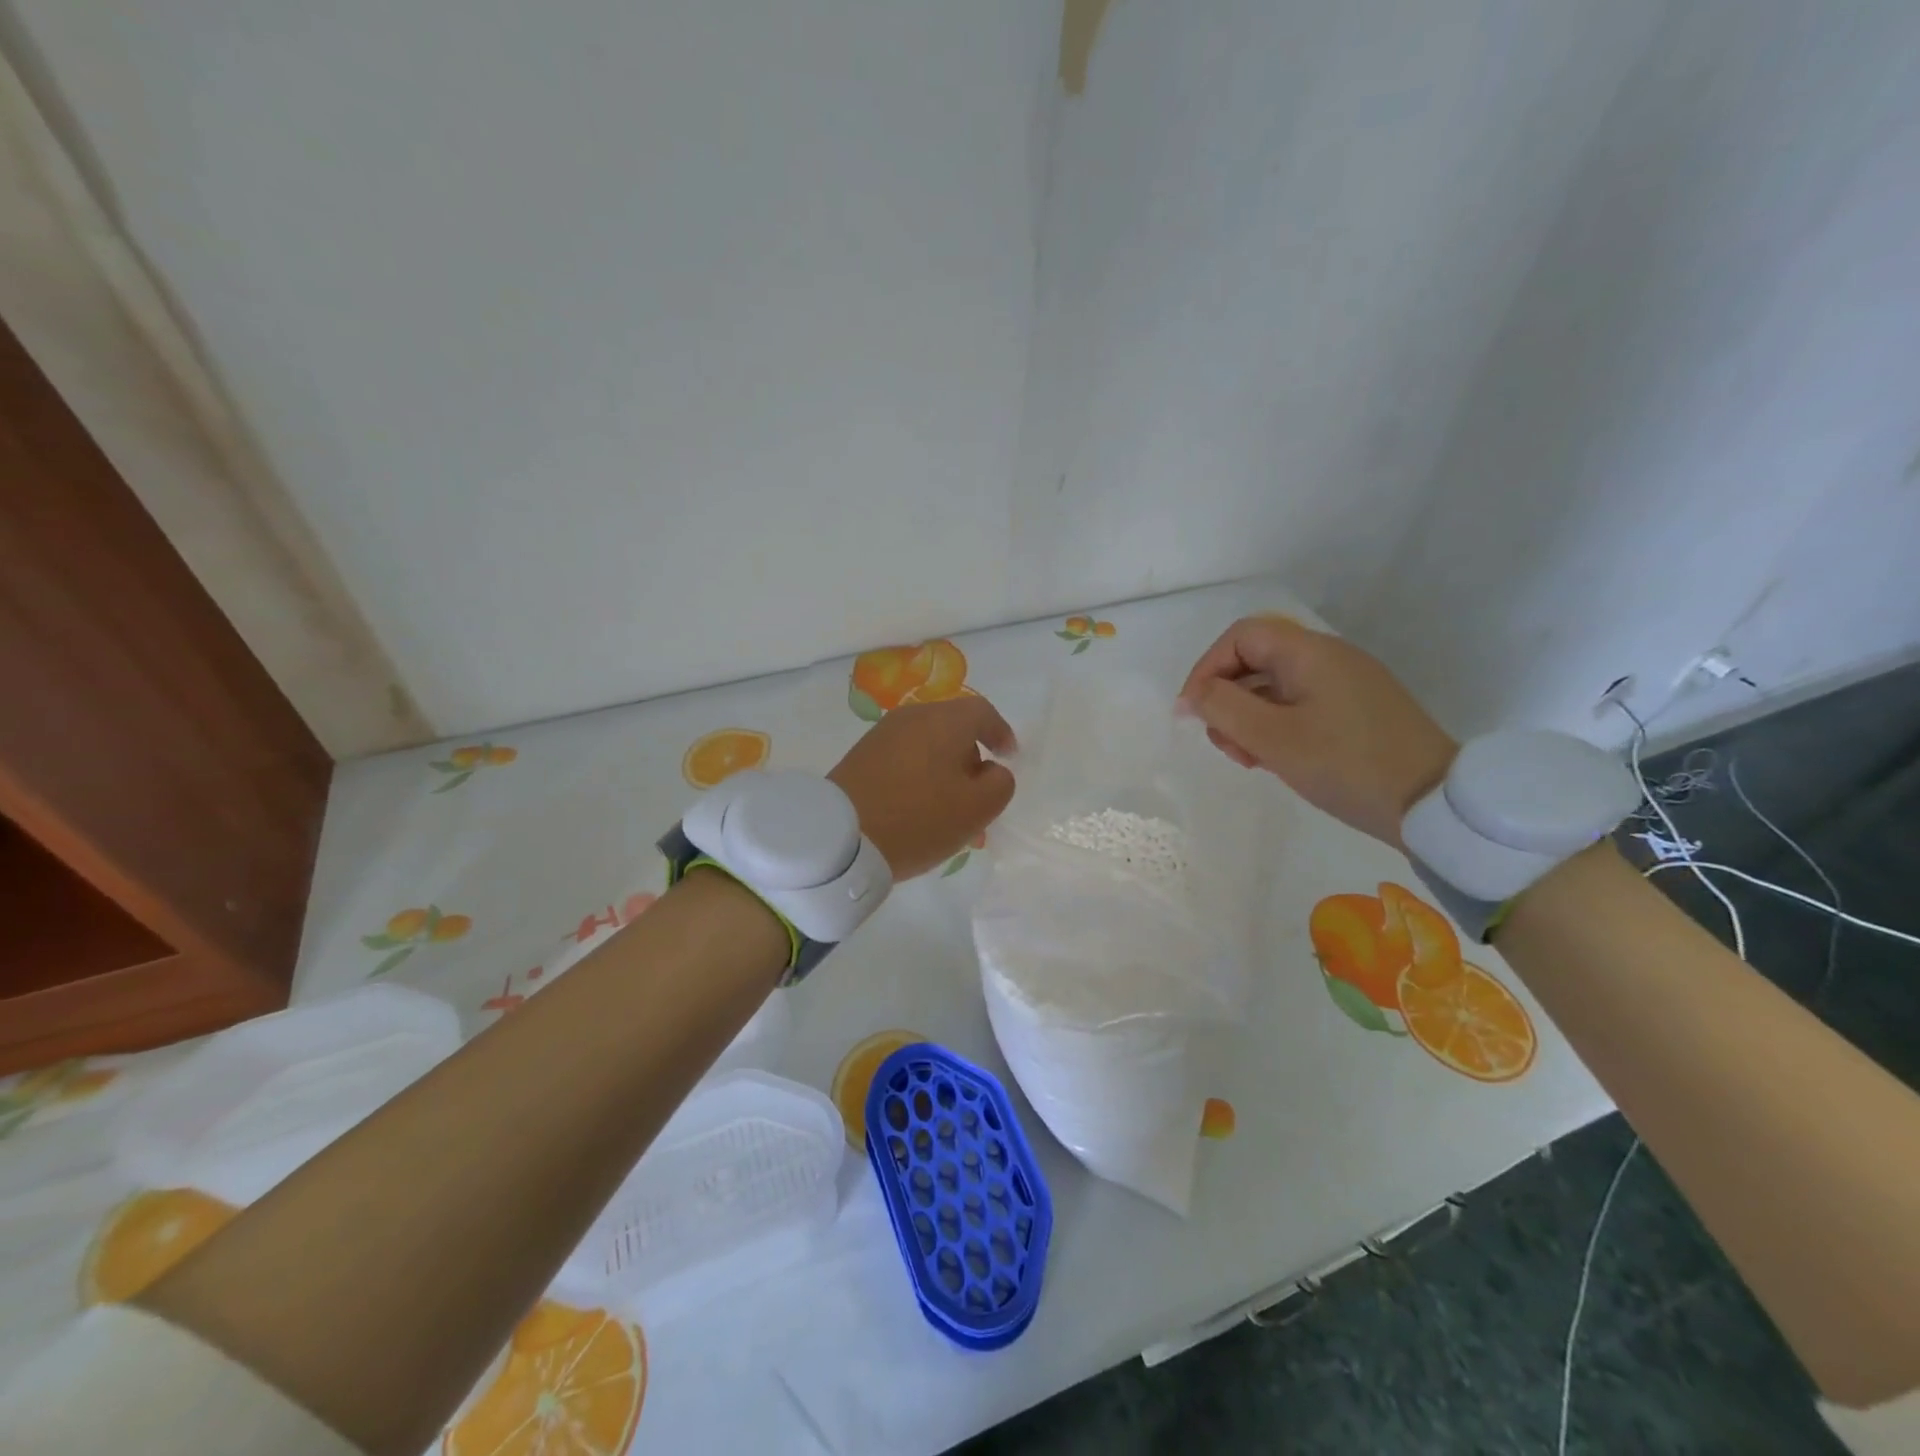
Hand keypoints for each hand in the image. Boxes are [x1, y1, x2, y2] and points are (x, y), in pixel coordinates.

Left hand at [828, 696, 1017, 878]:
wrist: (839, 837)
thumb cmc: (918, 818)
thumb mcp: (977, 809)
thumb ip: (1000, 783)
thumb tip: (991, 770)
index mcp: (945, 720)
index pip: (983, 712)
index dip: (1001, 733)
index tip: (1009, 758)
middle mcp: (912, 717)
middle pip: (953, 729)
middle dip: (971, 760)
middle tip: (979, 796)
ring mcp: (882, 735)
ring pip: (928, 748)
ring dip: (945, 774)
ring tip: (950, 814)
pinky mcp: (861, 757)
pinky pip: (904, 760)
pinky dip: (920, 778)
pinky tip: (919, 812)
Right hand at [1177, 615, 1456, 847]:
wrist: (1433, 805)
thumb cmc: (1345, 765)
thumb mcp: (1272, 738)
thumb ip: (1223, 708)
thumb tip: (1192, 694)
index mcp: (1310, 652)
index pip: (1241, 636)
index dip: (1207, 668)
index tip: (1193, 712)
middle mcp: (1329, 658)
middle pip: (1256, 661)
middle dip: (1227, 700)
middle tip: (1226, 745)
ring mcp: (1347, 684)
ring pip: (1275, 687)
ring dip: (1249, 719)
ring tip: (1250, 760)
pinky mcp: (1357, 710)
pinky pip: (1300, 705)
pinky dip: (1276, 727)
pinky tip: (1275, 761)